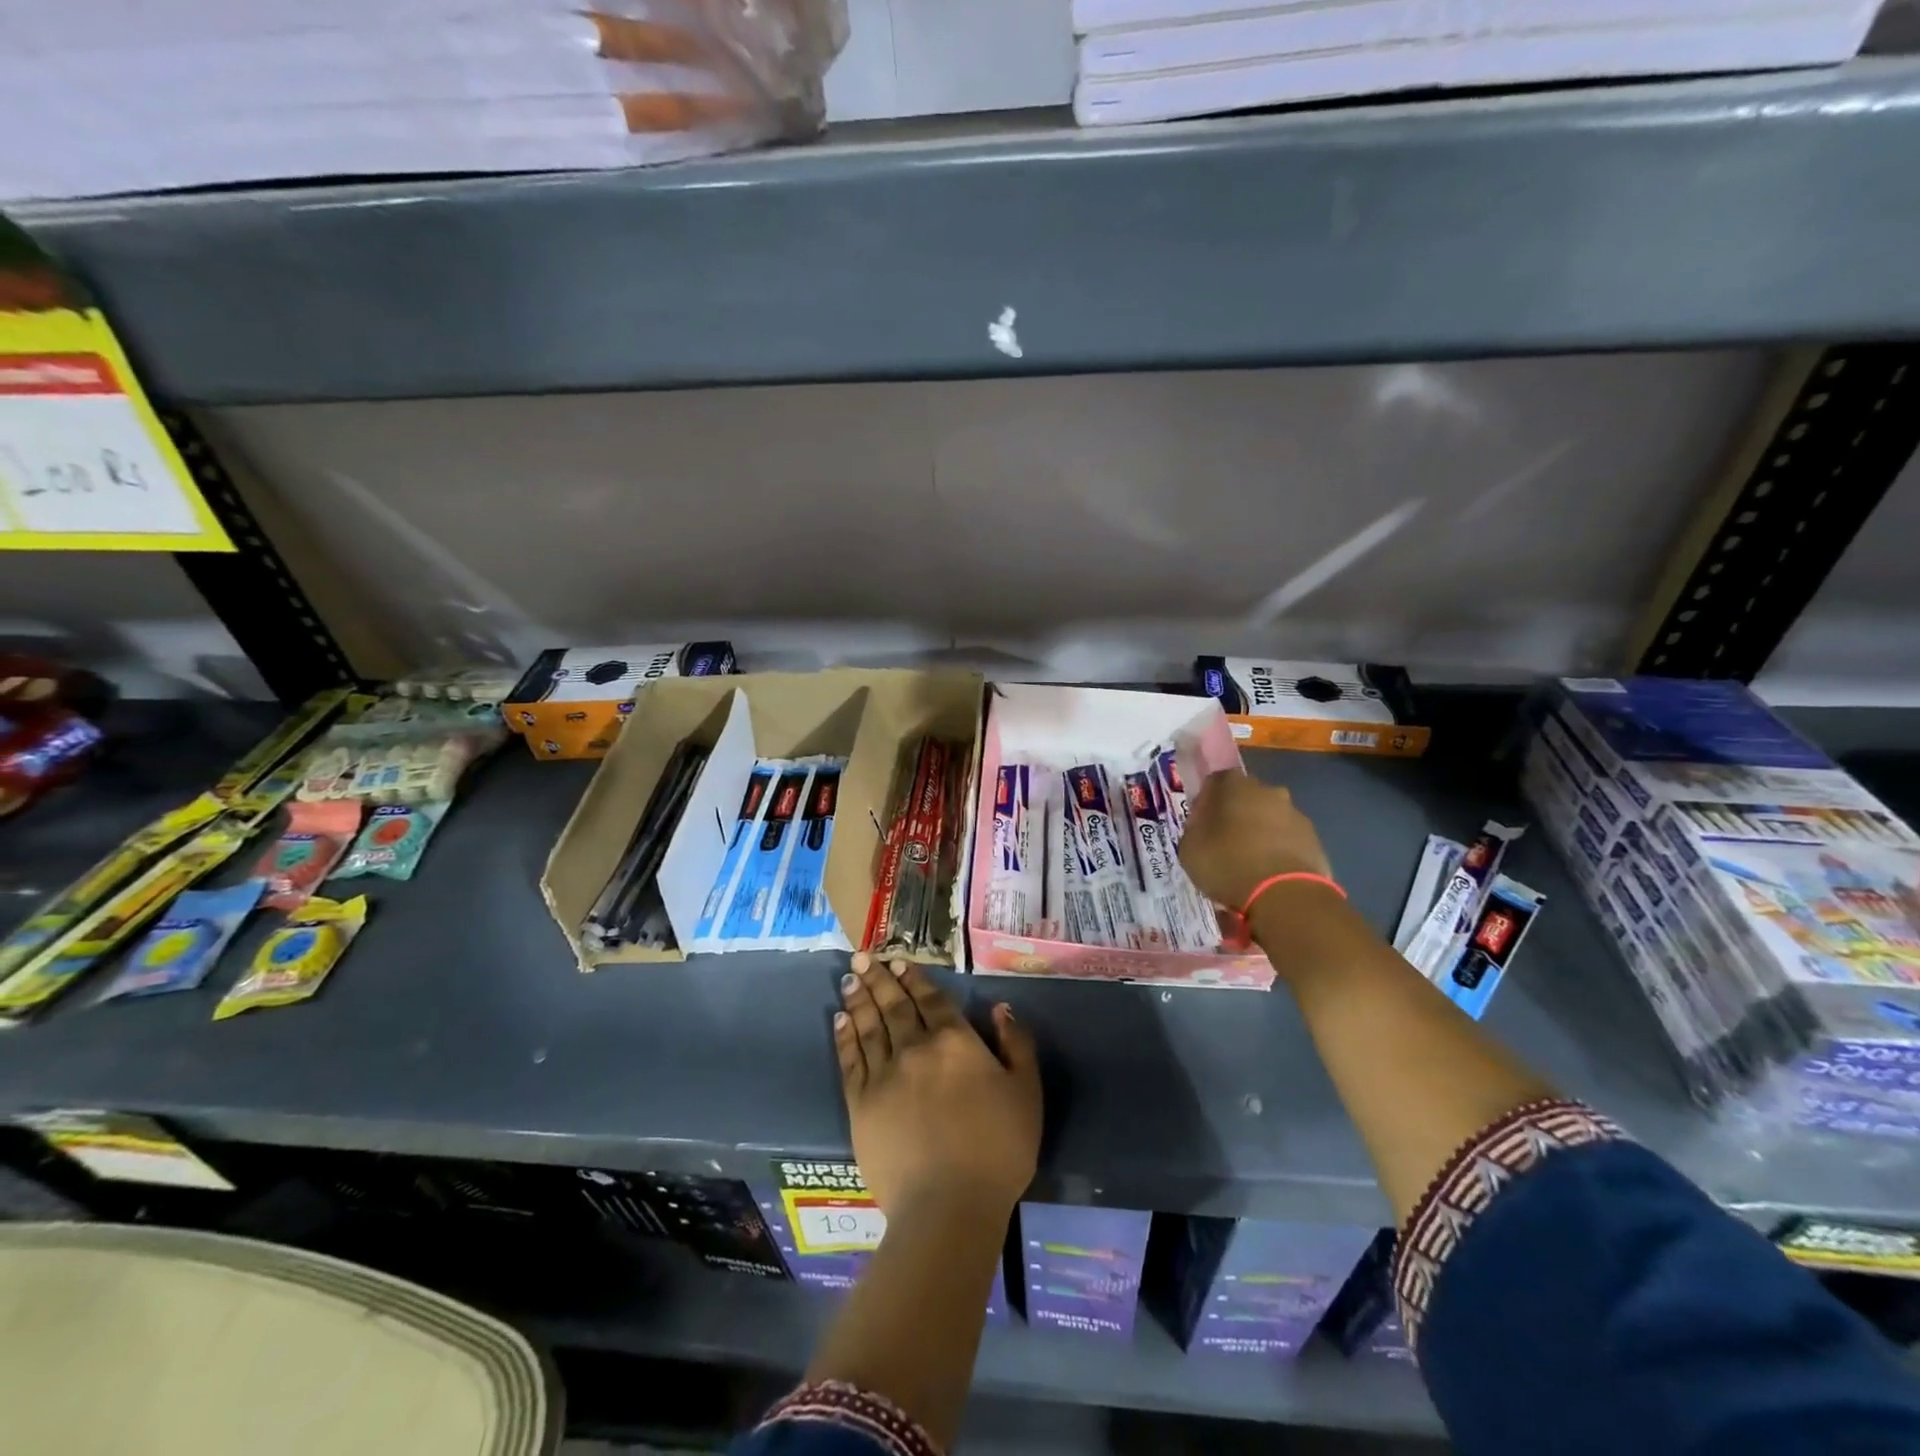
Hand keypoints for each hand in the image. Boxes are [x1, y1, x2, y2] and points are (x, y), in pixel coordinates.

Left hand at [835, 953, 1040, 1217]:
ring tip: (850, 978)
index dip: (915, 978)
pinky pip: (850, 1060)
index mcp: (955, 1042)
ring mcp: (884, 1075)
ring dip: (860, 999)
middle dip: (879, 978)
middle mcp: (916, 1048)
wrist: (949, 1206)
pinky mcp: (861, 1104)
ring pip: (869, 1026)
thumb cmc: (998, 1150)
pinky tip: (840, 1020)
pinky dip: (845, 1037)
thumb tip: (1000, 1007)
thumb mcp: (1026, 1093)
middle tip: (863, 956)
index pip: (931, 1000)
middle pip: (894, 1005)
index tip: (899, 960)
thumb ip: (1016, 1045)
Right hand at [1177, 769, 1331, 908]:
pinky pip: (1288, 841)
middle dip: (1236, 815)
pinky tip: (1269, 875)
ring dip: (1259, 834)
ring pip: (1270, 819)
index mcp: (1234, 785)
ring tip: (1248, 865)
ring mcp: (1295, 814)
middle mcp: (1268, 791)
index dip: (1205, 802)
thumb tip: (1203, 824)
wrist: (1284, 895)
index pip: (1215, 782)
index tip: (1200, 824)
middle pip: (1246, 798)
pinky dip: (1278, 851)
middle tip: (1224, 843)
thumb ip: (1194, 829)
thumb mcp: (1189, 848)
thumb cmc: (1228, 864)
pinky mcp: (1314, 840)